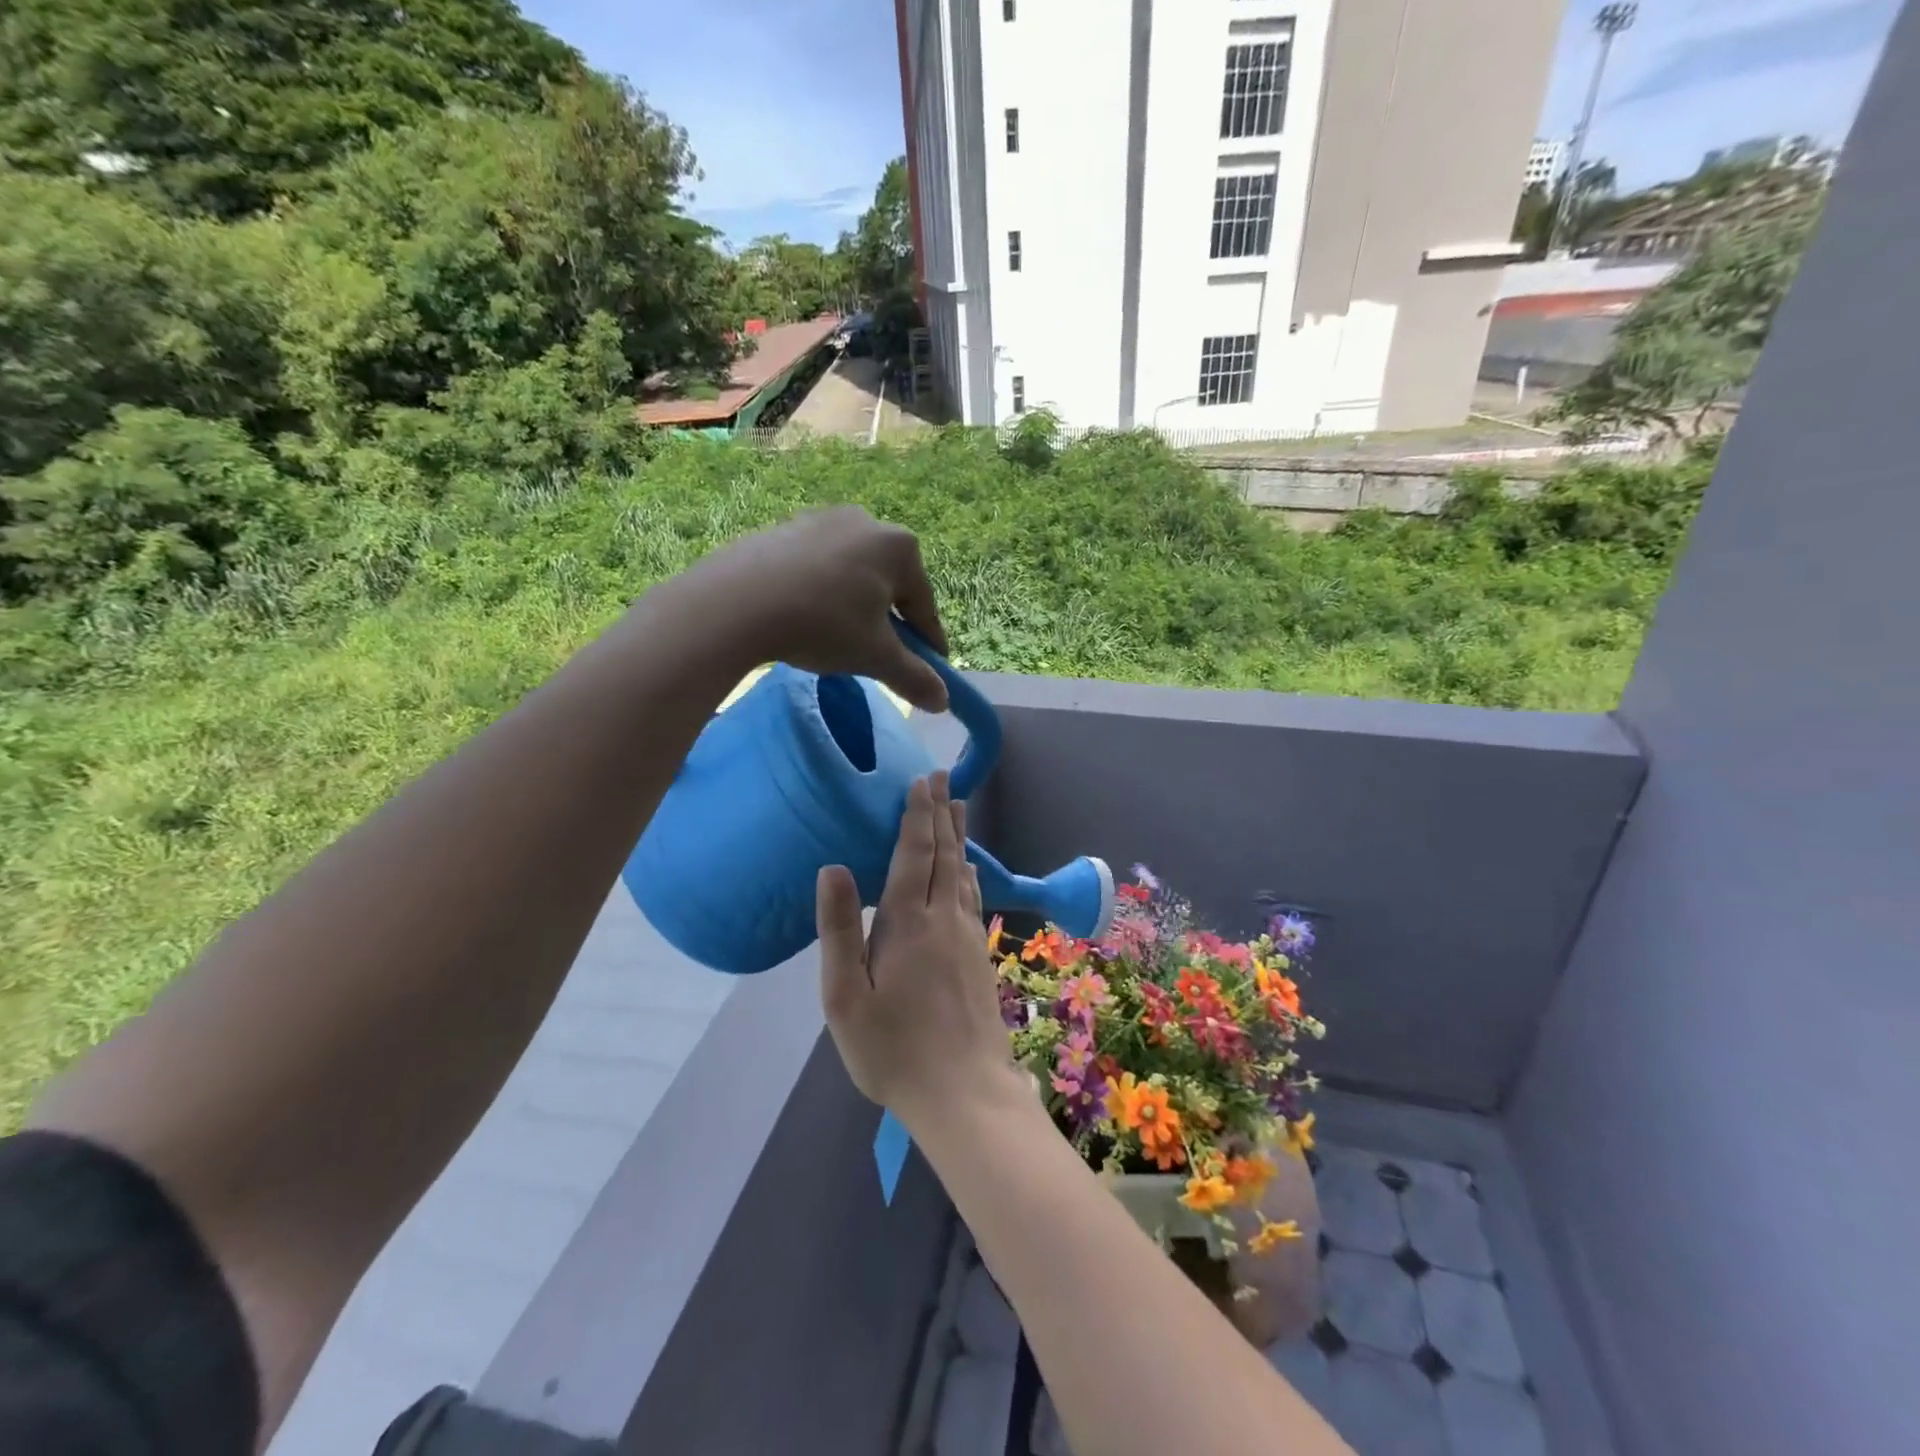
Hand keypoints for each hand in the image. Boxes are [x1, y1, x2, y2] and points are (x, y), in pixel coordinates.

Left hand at [691, 505, 949, 712]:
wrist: (736, 602)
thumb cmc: (823, 625)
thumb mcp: (875, 657)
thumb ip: (914, 677)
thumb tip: (944, 702)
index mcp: (899, 547)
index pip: (924, 605)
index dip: (929, 643)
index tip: (931, 670)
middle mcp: (866, 521)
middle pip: (888, 585)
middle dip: (889, 622)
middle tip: (880, 656)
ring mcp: (821, 520)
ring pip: (852, 575)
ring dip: (854, 607)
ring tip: (839, 638)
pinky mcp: (784, 529)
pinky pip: (816, 568)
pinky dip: (820, 594)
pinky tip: (805, 618)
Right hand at [816, 773, 1017, 1124]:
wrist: (964, 1093)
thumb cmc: (892, 1048)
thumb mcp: (845, 996)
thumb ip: (840, 929)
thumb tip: (833, 867)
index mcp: (908, 923)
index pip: (913, 854)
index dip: (917, 815)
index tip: (922, 780)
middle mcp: (944, 919)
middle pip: (945, 854)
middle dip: (942, 812)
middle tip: (945, 778)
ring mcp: (968, 937)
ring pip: (964, 872)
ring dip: (959, 837)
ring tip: (960, 808)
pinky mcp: (980, 956)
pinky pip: (973, 897)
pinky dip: (969, 871)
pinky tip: (968, 871)